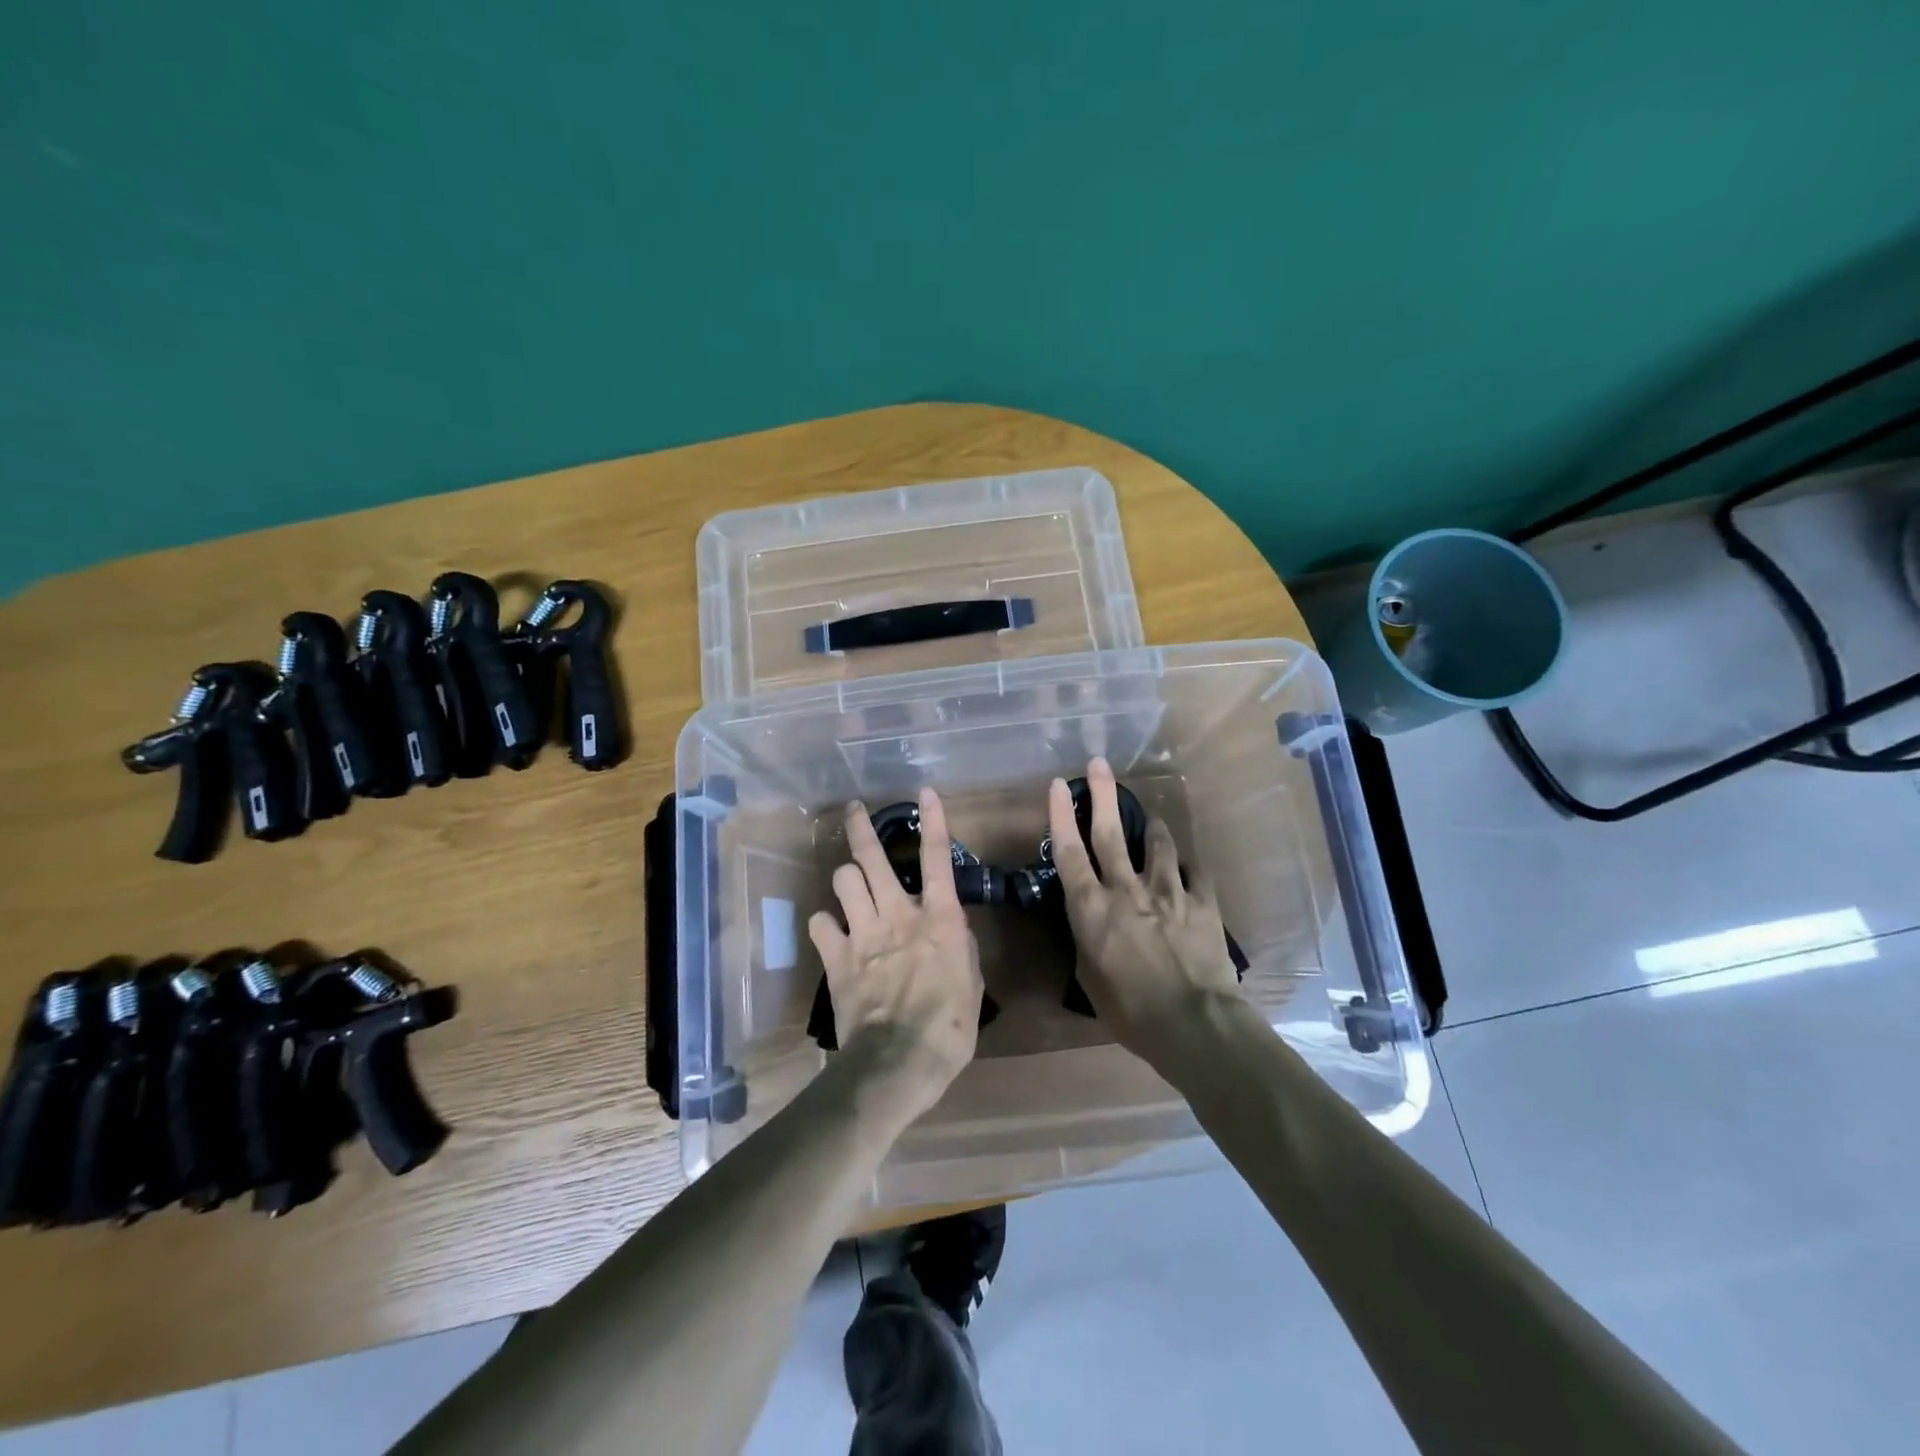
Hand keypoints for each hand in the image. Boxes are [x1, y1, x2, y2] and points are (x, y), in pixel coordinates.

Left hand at [809, 789, 984, 1116]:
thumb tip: (951, 928)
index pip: (937, 858)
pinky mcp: (837, 959)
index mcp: (939, 919)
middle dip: (862, 829)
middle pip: (874, 859)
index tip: (924, 792)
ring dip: (847, 878)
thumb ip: (959, 946)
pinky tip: (830, 931)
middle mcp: (898, 915)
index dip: (933, 821)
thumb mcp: (972, 982)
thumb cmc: (950, 1027)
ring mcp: (863, 934)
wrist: (899, 1061)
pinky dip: (824, 924)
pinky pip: (820, 924)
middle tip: (854, 810)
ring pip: (844, 882)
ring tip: (850, 884)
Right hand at [1048, 758, 1242, 1065]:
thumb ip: (1089, 942)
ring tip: (1153, 818)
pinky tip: (1189, 870)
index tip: (1057, 785)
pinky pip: (1195, 873)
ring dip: (1153, 826)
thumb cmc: (1130, 1011)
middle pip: (1111, 832)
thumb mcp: (1091, 979)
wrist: (1193, 1024)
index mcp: (1091, 909)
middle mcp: (1126, 889)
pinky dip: (1188, 870)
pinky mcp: (1202, 902)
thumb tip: (1092, 927)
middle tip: (1100, 764)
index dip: (1061, 816)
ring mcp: (1167, 891)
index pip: (1070, 853)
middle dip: (1103, 794)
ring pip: (1157, 844)